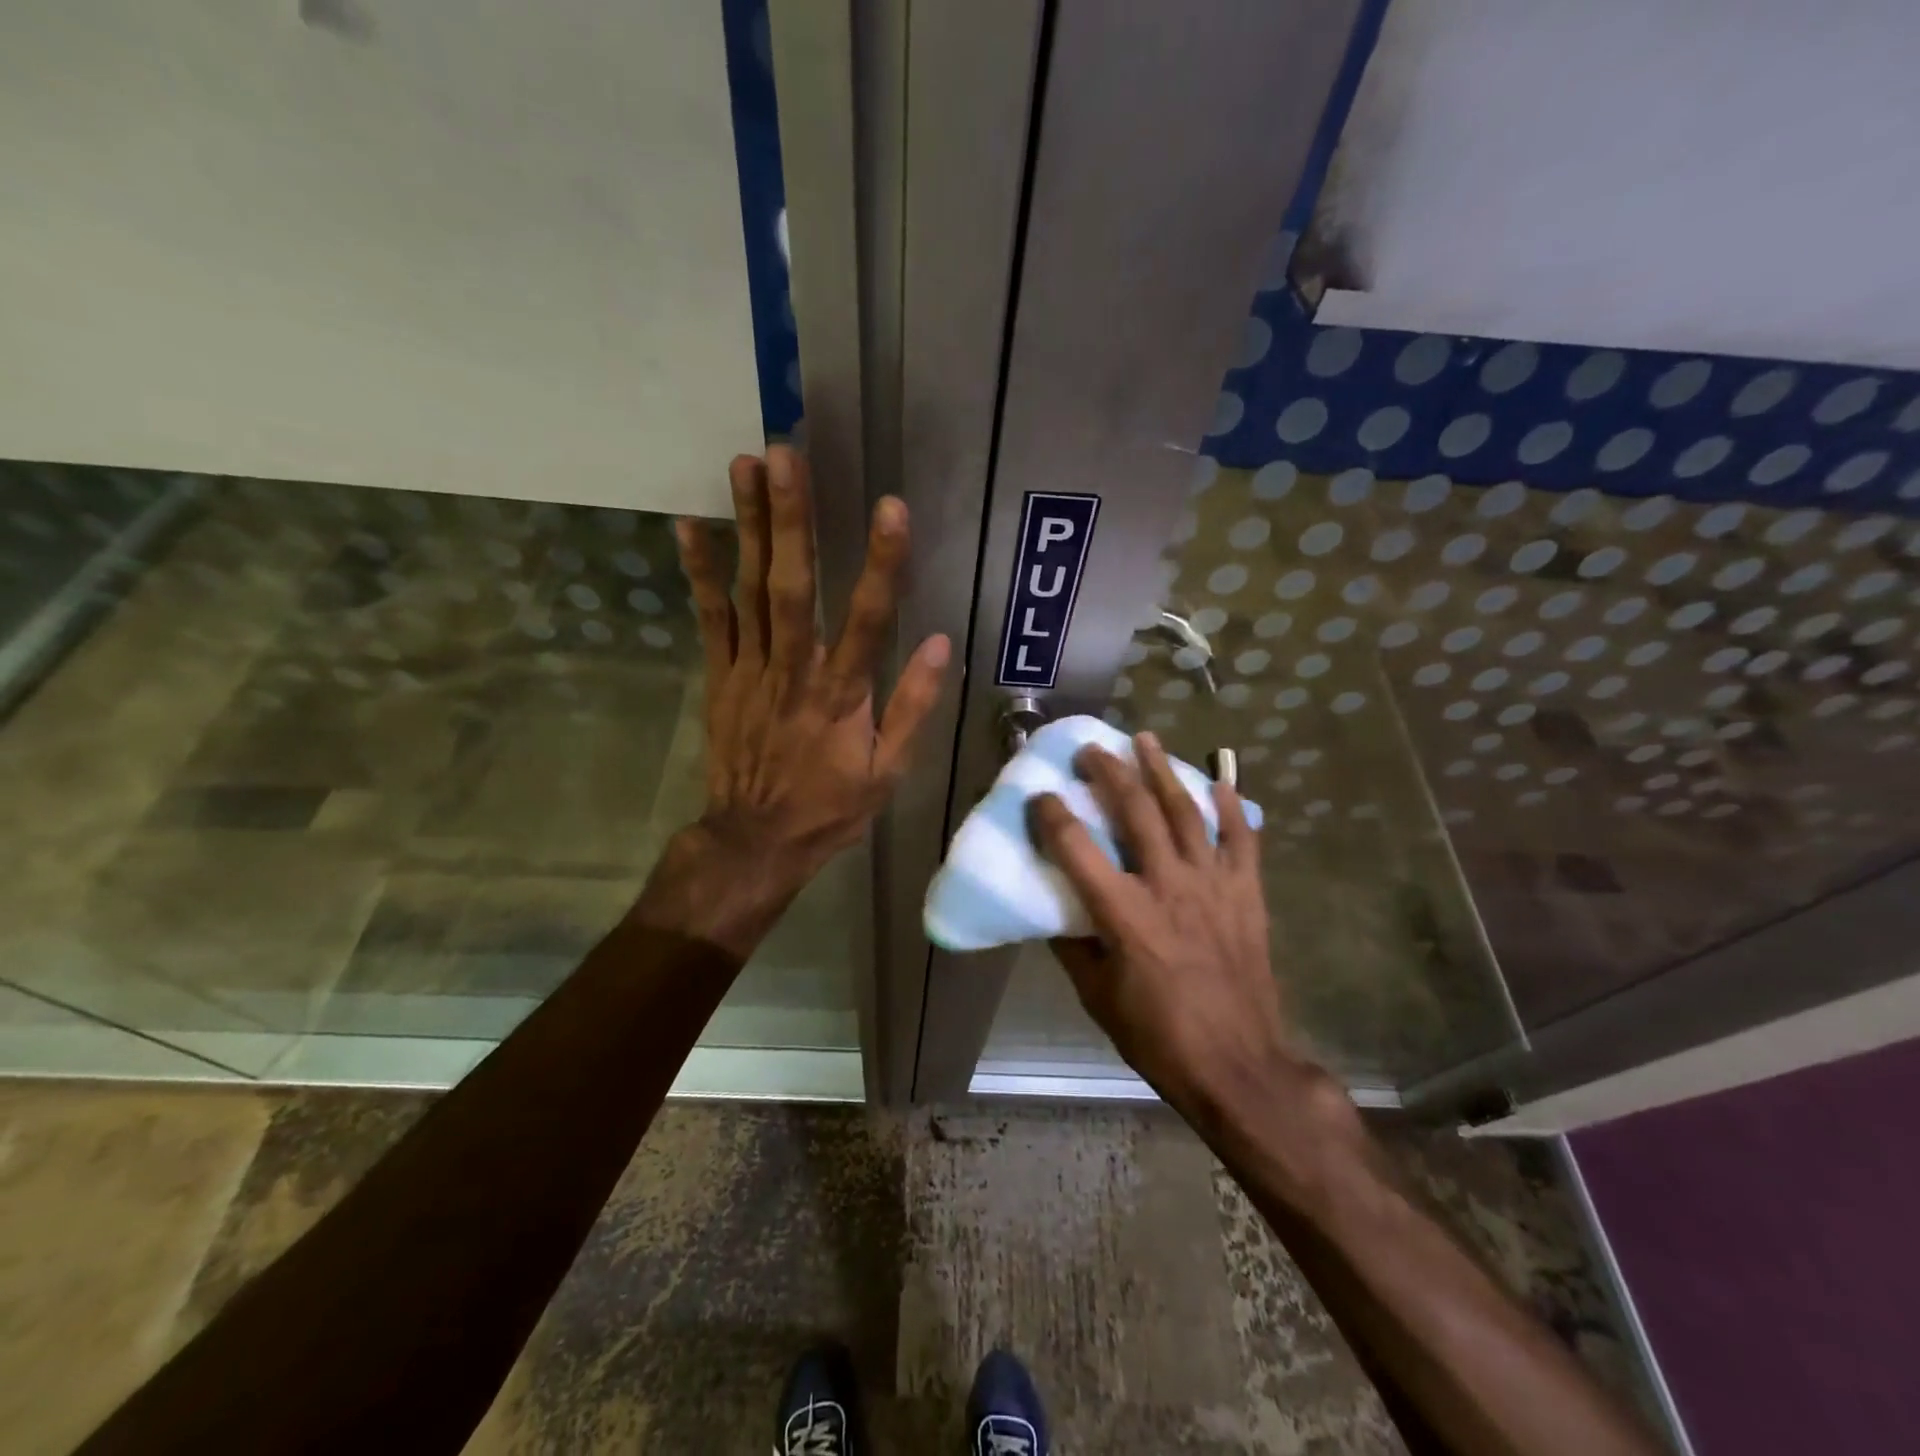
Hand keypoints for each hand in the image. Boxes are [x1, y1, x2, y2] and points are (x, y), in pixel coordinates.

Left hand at [634, 447, 949, 954]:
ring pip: (750, 591)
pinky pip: (710, 619)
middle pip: (794, 588)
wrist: (754, 840)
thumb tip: (942, 644)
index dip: (882, 564)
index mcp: (842, 697)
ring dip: (749, 527)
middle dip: (792, 520)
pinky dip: (700, 573)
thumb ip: (914, 706)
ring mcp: (750, 670)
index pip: (869, 621)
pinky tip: (692, 526)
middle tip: (787, 456)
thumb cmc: (830, 807)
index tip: (892, 508)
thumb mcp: (888, 772)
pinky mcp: (720, 676)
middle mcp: (794, 672)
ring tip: (747, 466)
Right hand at [1029, 732, 1330, 1125]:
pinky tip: (1219, 781)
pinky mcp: (1246, 893)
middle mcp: (1167, 885)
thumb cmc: (1158, 1036)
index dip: (1050, 815)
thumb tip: (1055, 910)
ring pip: (1186, 811)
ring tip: (1144, 739)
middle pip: (1135, 811)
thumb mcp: (1097, 997)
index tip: (1038, 796)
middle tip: (1091, 749)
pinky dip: (1231, 807)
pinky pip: (1241, 838)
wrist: (1238, 1065)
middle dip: (1108, 772)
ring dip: (1162, 770)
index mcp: (1123, 914)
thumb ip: (1073, 946)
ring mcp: (1212, 884)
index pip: (1075, 847)